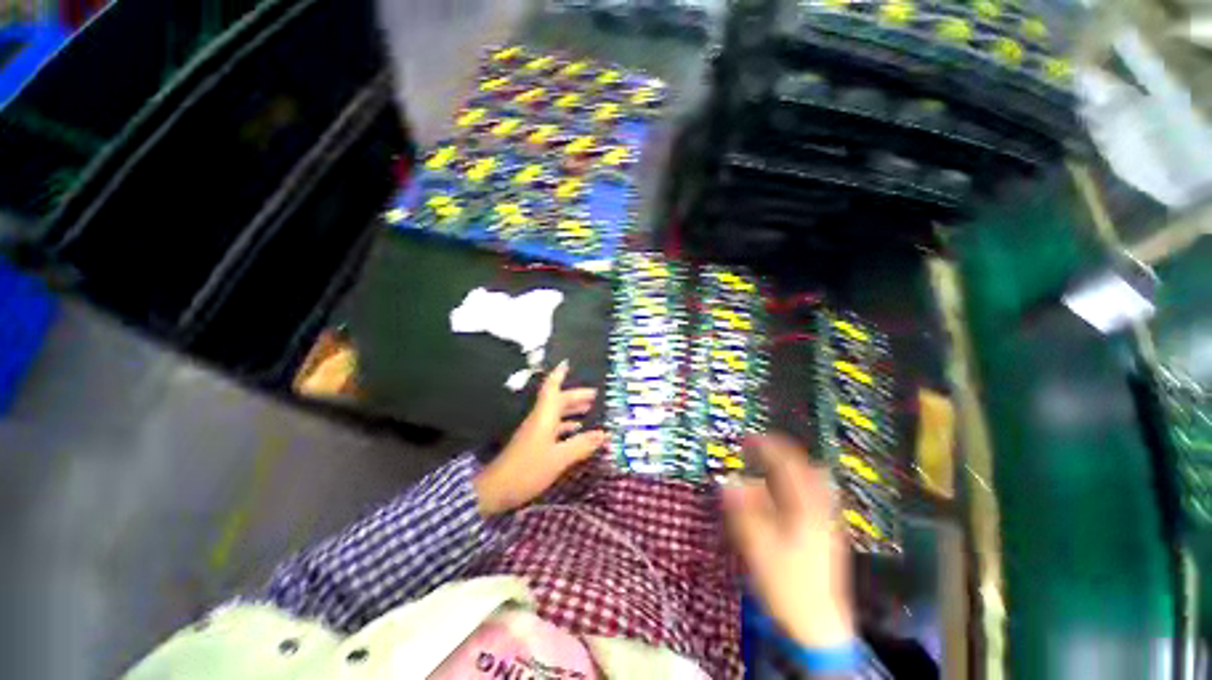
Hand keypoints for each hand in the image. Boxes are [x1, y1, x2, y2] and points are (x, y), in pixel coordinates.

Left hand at [474, 361, 606, 514]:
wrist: (496, 489)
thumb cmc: (528, 469)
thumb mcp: (559, 458)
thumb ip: (582, 445)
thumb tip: (604, 434)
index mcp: (544, 416)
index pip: (552, 388)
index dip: (559, 374)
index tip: (568, 363)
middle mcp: (540, 419)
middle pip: (558, 400)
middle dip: (575, 395)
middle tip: (595, 395)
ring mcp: (535, 431)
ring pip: (556, 413)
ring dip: (571, 409)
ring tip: (590, 409)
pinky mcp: (533, 443)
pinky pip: (553, 427)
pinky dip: (566, 425)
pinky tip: (576, 430)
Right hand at [723, 434, 854, 648]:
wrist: (818, 627)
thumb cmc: (787, 585)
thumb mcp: (758, 546)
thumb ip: (743, 510)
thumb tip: (728, 481)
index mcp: (806, 509)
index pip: (789, 465)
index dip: (769, 447)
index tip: (750, 438)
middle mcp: (821, 510)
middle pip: (808, 469)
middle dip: (783, 455)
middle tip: (760, 450)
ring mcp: (828, 524)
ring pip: (814, 484)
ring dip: (791, 470)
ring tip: (770, 468)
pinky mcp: (827, 537)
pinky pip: (814, 499)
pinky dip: (797, 488)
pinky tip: (784, 498)